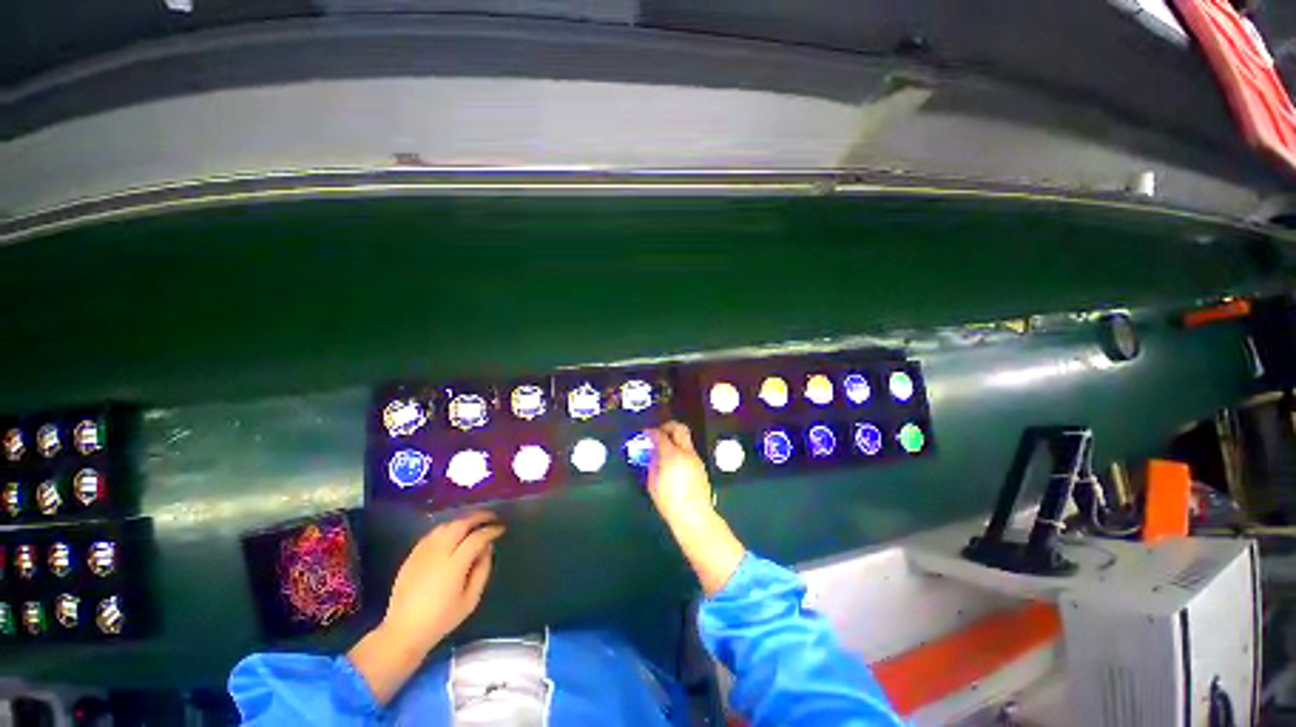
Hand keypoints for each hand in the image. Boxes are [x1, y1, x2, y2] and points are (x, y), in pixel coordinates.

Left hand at [384, 511, 503, 650]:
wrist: (403, 631)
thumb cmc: (441, 619)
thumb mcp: (470, 600)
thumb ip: (482, 570)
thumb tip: (487, 548)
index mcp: (454, 566)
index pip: (476, 538)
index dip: (491, 530)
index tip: (500, 528)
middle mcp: (438, 554)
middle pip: (460, 525)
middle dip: (478, 517)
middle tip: (490, 517)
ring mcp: (422, 553)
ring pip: (445, 526)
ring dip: (462, 521)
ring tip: (473, 524)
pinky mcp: (411, 556)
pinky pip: (431, 534)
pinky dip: (446, 529)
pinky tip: (452, 534)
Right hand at [646, 422, 744, 595]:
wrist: (695, 516)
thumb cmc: (669, 502)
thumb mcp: (653, 483)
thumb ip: (652, 464)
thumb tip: (652, 454)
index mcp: (672, 455)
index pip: (660, 435)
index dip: (651, 432)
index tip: (645, 433)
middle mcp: (686, 452)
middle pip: (679, 428)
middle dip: (668, 426)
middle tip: (658, 432)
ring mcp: (696, 458)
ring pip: (686, 439)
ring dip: (675, 439)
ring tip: (664, 450)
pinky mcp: (701, 466)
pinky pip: (689, 451)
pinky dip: (680, 450)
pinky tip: (674, 463)